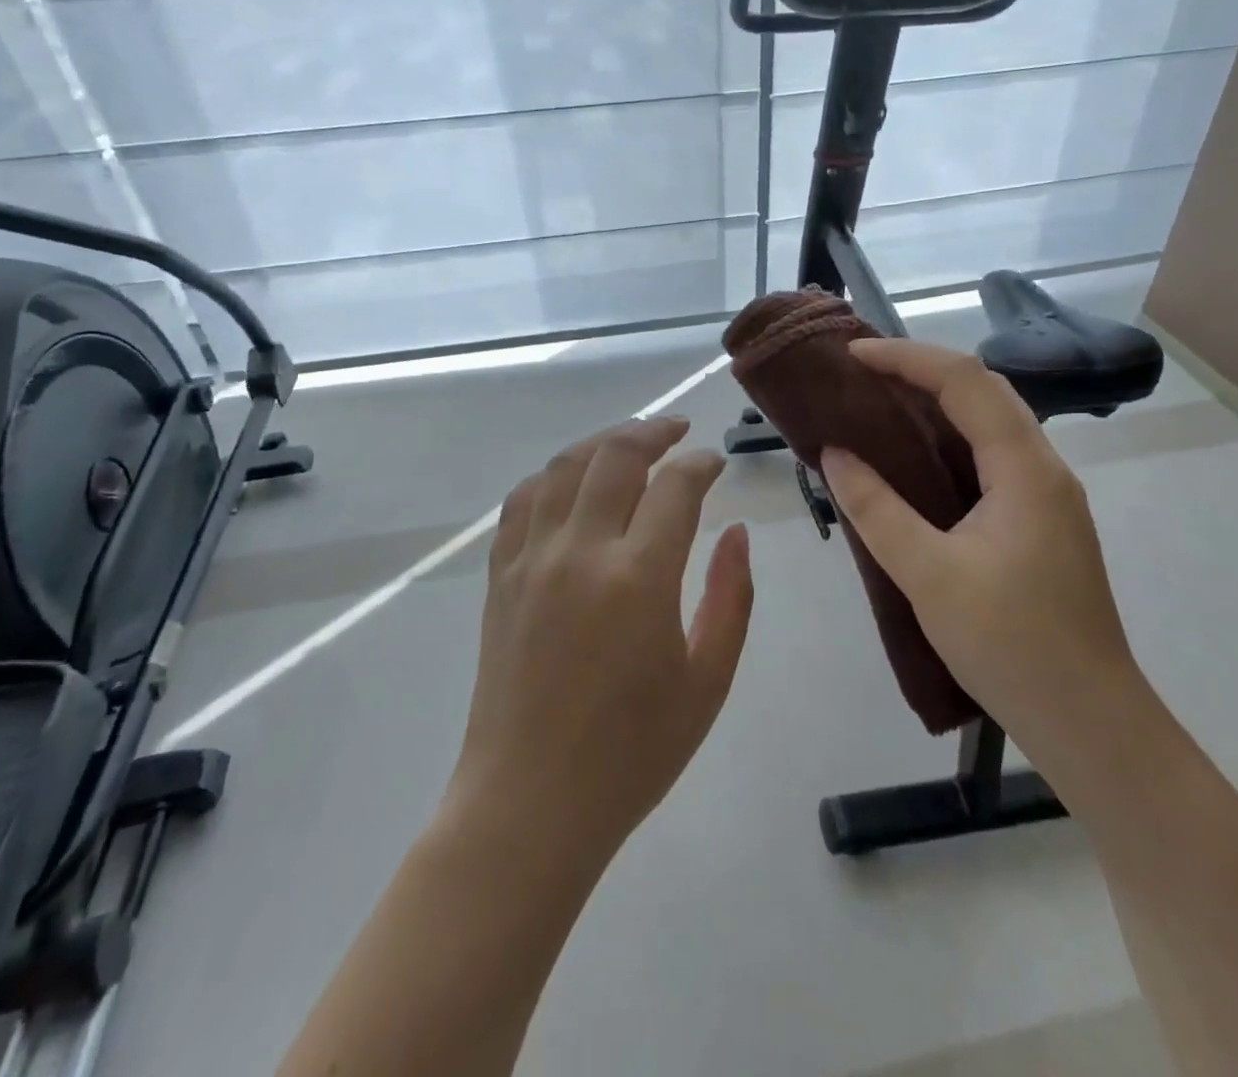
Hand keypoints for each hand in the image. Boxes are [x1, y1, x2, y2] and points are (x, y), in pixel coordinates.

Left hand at [451, 418, 753, 855]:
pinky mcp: (500, 576)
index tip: (716, 463)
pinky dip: (552, 476)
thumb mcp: (707, 681)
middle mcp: (580, 552)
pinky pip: (522, 501)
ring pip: (563, 466)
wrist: (530, 804)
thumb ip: (730, 597)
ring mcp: (531, 560)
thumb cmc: (632, 753)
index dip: (701, 464)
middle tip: (677, 432)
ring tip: (630, 442)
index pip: (675, 487)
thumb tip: (737, 533)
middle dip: (653, 432)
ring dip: (601, 443)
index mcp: (638, 578)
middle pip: (615, 456)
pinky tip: (571, 481)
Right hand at [820, 339, 1136, 752]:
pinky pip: (990, 457)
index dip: (906, 357)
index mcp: (1025, 469)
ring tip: (879, 403)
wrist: (1090, 723)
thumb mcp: (928, 574)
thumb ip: (876, 509)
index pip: (965, 381)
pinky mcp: (1040, 523)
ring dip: (936, 402)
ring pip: (990, 424)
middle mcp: (1044, 469)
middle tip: (861, 373)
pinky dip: (948, 440)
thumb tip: (835, 454)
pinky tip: (915, 461)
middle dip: (921, 370)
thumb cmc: (1010, 645)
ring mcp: (1047, 497)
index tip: (852, 354)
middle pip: (984, 391)